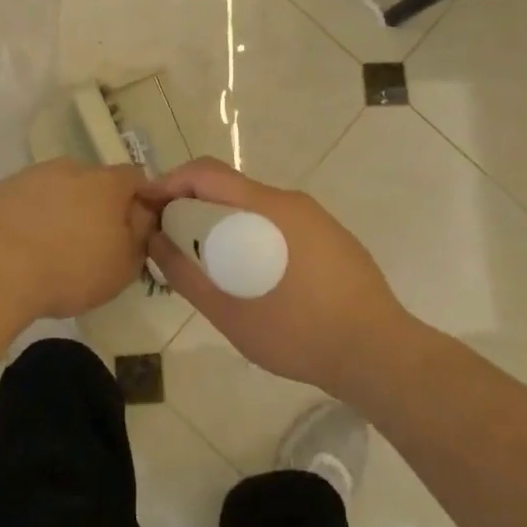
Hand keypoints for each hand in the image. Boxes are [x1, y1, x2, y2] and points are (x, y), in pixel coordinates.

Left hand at [0, 159, 155, 323]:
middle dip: (96, 205)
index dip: (140, 200)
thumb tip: (142, 216)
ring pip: (56, 188)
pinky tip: (20, 247)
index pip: (136, 178)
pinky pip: (24, 200)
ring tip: (51, 248)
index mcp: (106, 183)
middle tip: (92, 241)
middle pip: (93, 181)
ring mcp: (30, 175)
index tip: (135, 228)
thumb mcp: (122, 267)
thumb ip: (139, 236)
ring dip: (60, 209)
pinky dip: (28, 216)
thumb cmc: (69, 270)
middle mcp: (70, 168)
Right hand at [141, 158, 411, 397]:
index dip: (169, 182)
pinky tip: (252, 273)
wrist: (380, 354)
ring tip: (207, 258)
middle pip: (229, 187)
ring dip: (223, 220)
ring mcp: (316, 218)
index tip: (147, 207)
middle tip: (170, 236)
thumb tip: (154, 242)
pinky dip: (252, 233)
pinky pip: (279, 222)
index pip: (206, 173)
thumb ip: (186, 275)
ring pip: (255, 205)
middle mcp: (291, 201)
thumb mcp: (230, 312)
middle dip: (192, 203)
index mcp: (266, 208)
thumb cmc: (299, 333)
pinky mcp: (331, 237)